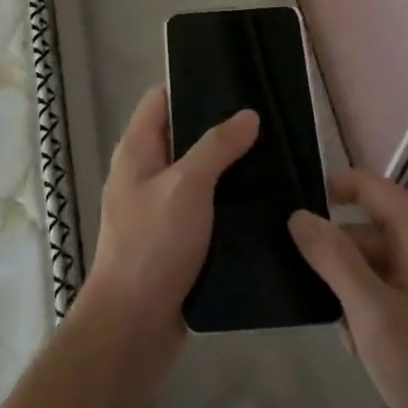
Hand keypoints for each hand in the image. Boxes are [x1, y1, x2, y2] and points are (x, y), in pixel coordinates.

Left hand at [80, 85, 258, 344]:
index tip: (235, 81)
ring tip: (274, 154)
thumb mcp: (187, 187)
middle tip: (267, 119)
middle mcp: (144, 172)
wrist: (133, 327)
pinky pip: (203, 206)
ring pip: (197, 172)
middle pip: (182, 134)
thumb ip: (216, 146)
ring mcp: (158, 206)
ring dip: (227, 166)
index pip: (161, 99)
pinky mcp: (175, 237)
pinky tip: (262, 199)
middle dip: (219, 126)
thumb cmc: (152, 245)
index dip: (192, 85)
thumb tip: (248, 114)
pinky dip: (226, 200)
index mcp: (136, 150)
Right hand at [290, 171, 407, 407]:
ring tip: (337, 327)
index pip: (368, 185)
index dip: (329, 190)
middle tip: (304, 284)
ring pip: (376, 261)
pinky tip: (360, 344)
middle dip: (336, 253)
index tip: (293, 214)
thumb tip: (298, 215)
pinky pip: (390, 286)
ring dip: (350, 286)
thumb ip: (334, 258)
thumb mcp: (373, 313)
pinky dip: (369, 304)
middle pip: (368, 227)